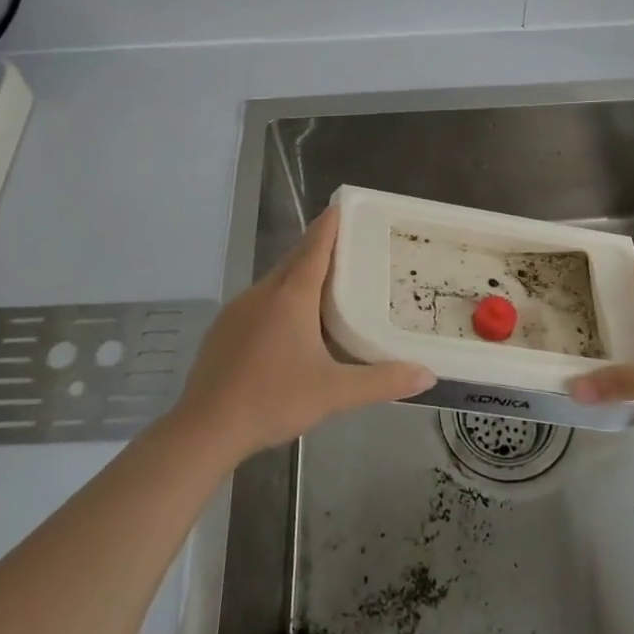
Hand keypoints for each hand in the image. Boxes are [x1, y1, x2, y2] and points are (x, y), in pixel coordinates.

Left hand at [173, 207, 434, 461]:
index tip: (342, 205)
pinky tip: (288, 329)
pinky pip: (258, 303)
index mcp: (291, 296)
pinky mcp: (223, 329)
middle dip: (318, 248)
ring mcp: (238, 310)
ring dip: (298, 277)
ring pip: (275, 282)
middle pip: (294, 260)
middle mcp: (263, 293)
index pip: (314, 246)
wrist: (205, 428)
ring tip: (325, 288)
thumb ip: (383, 382)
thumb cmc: (273, 400)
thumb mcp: (335, 393)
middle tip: (348, 248)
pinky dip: (279, 301)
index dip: (329, 224)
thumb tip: (428, 375)